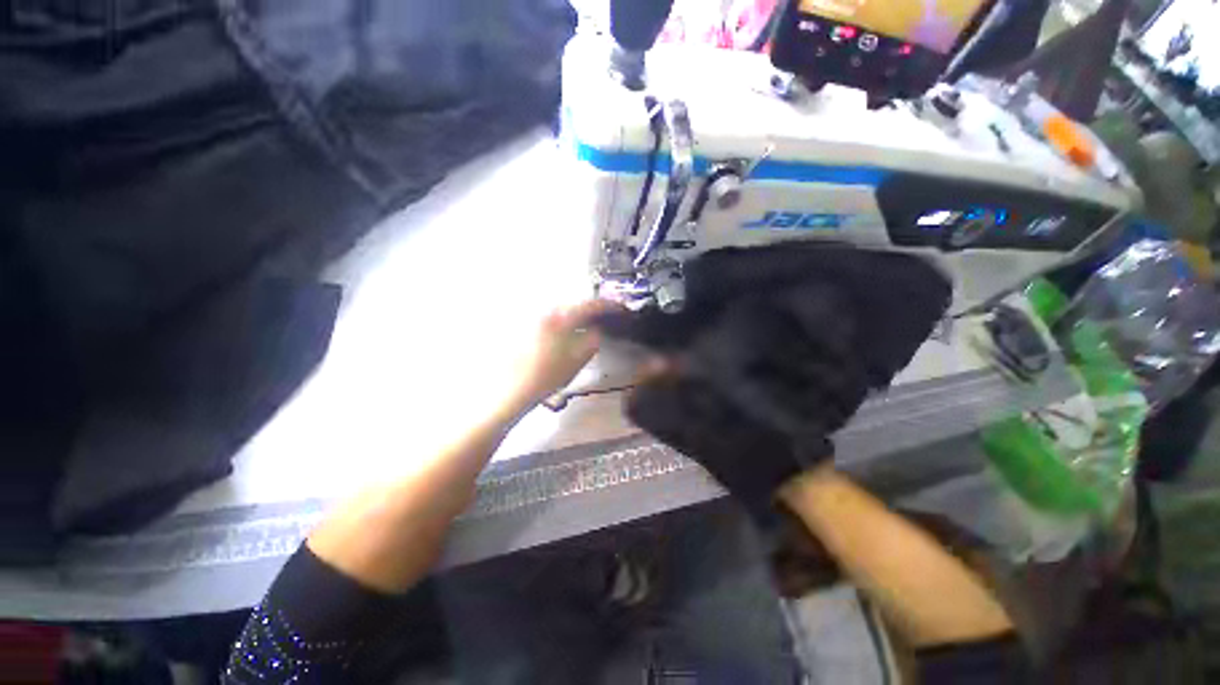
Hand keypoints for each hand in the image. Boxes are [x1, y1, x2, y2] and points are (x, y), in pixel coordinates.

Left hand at [506, 299, 620, 411]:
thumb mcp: (577, 360)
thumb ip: (592, 340)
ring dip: (575, 317)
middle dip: (590, 310)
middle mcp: (547, 311)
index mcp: (562, 318)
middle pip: (575, 304)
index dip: (608, 306)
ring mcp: (534, 316)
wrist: (513, 387)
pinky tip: (564, 335)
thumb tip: (597, 329)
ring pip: (562, 311)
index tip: (619, 308)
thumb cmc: (548, 375)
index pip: (590, 305)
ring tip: (584, 328)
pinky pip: (550, 317)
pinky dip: (562, 322)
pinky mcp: (525, 325)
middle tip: (602, 319)